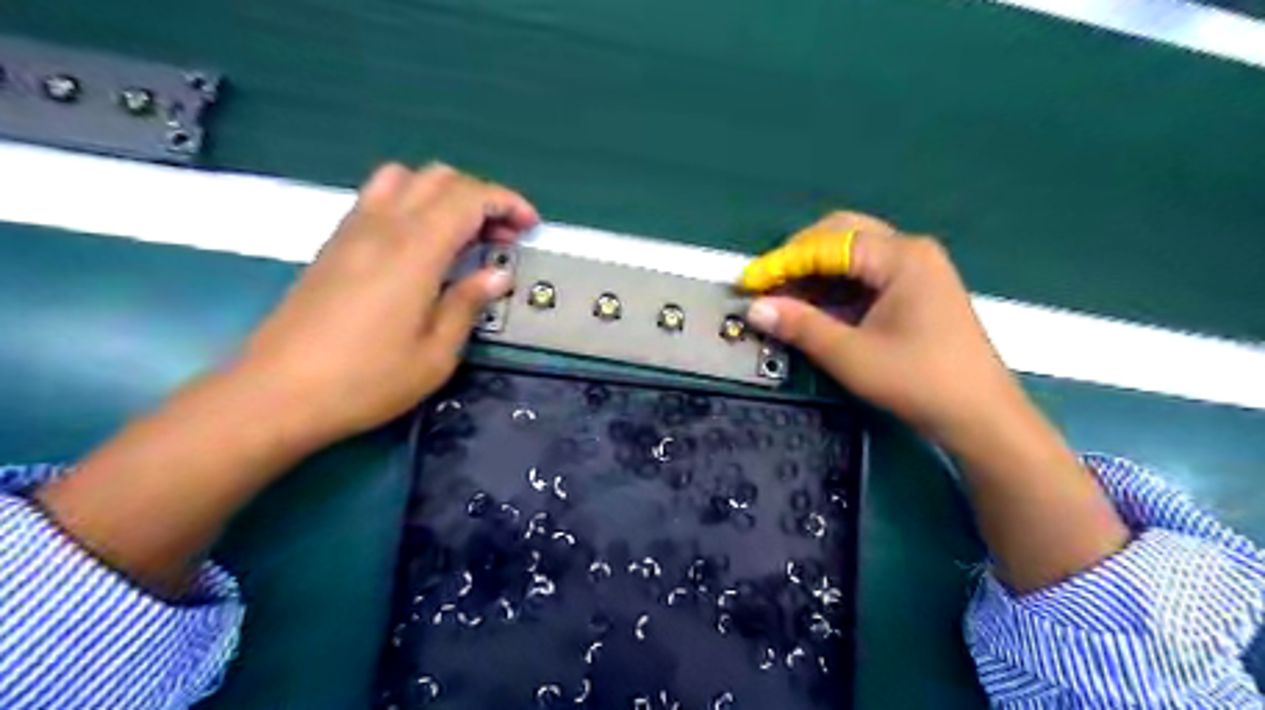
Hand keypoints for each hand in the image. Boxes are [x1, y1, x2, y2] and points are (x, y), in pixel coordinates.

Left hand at [238, 163, 535, 446]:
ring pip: (405, 178)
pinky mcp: (334, 243)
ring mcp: (352, 230)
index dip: (506, 203)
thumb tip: (497, 276)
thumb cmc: (366, 380)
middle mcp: (383, 226)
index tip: (529, 226)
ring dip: (443, 195)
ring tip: (462, 234)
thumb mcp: (435, 354)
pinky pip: (378, 197)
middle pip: (439, 178)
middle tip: (500, 239)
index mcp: (414, 251)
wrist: (276, 393)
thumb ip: (467, 304)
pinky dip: (412, 203)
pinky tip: (421, 245)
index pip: (468, 198)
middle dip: (481, 197)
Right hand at [744, 212, 1020, 455]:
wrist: (981, 416)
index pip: (828, 244)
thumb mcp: (851, 355)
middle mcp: (909, 251)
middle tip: (768, 285)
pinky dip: (834, 289)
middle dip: (799, 258)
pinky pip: (865, 276)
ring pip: (852, 255)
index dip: (783, 262)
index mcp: (900, 256)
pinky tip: (814, 310)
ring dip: (815, 275)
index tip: (749, 283)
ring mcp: (916, 270)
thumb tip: (754, 308)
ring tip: (783, 301)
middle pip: (841, 235)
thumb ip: (801, 326)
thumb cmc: (919, 381)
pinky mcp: (915, 291)